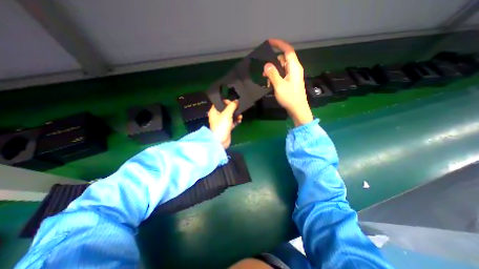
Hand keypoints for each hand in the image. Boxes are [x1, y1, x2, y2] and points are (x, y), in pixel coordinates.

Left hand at [208, 100, 241, 149]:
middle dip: (233, 108)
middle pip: (226, 109)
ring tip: (240, 115)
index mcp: (214, 111)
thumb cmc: (221, 126)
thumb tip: (236, 101)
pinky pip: (232, 122)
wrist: (221, 141)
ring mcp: (222, 122)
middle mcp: (218, 116)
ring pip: (230, 115)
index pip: (220, 103)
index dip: (226, 101)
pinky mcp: (227, 127)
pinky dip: (236, 120)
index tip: (233, 102)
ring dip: (236, 115)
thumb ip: (232, 106)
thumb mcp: (226, 114)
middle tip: (238, 108)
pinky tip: (240, 120)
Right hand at [263, 37, 312, 125]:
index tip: (269, 42)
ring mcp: (293, 75)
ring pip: (281, 67)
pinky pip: (282, 74)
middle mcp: (294, 69)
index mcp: (294, 67)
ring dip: (273, 71)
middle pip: (283, 59)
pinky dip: (276, 77)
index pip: (287, 50)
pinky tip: (270, 84)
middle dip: (272, 62)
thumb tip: (266, 65)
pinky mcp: (291, 81)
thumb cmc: (290, 97)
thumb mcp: (279, 85)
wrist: (297, 109)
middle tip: (263, 71)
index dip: (279, 44)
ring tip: (266, 80)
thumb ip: (272, 74)